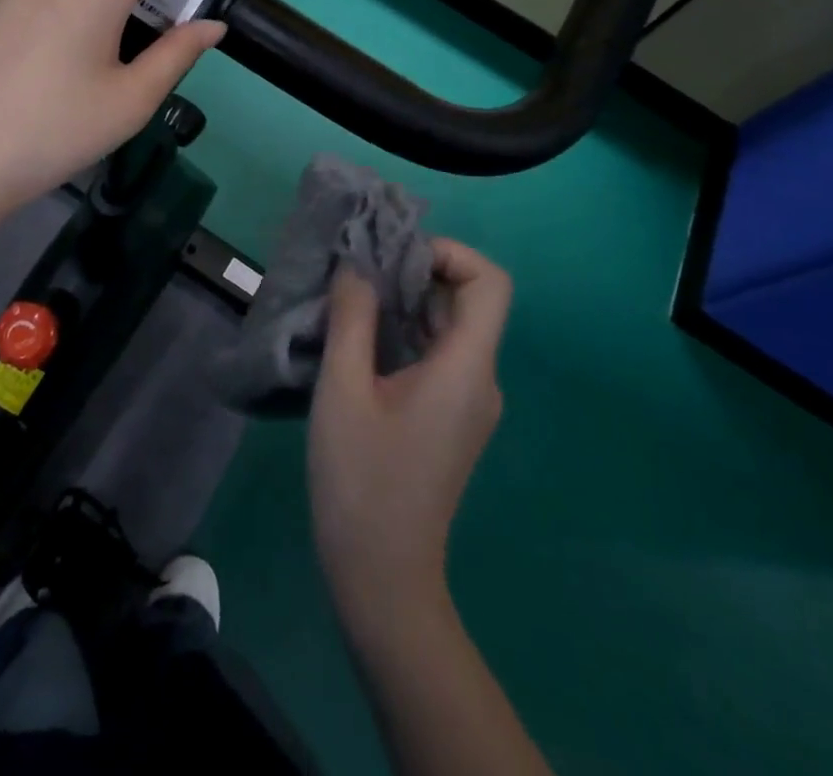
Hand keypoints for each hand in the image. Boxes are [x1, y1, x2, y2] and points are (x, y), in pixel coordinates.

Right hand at [308, 239, 512, 637]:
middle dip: (417, 271)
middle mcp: (481, 379)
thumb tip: (357, 267)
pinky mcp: (451, 417)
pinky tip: (362, 338)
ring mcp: (469, 401)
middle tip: (361, 270)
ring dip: (408, 301)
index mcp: (467, 368)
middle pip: (469, 299)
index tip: (395, 257)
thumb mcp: (343, 390)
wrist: (382, 578)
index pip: (490, 282)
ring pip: (451, 326)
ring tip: (354, 297)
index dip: (449, 253)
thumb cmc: (361, 481)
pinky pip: (440, 354)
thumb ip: (353, 319)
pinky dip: (407, 331)